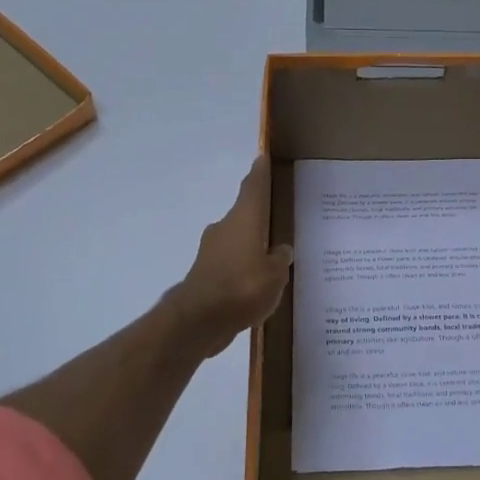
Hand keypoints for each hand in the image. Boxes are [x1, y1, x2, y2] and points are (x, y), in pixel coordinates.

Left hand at [170, 156, 293, 357]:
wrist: (198, 321)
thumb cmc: (242, 288)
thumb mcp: (274, 275)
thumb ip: (279, 259)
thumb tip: (281, 249)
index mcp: (244, 220)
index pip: (253, 188)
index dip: (259, 173)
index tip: (262, 158)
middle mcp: (225, 228)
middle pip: (245, 214)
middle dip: (260, 216)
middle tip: (279, 219)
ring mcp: (211, 252)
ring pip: (237, 240)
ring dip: (251, 245)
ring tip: (272, 257)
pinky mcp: (205, 274)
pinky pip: (230, 263)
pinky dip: (242, 268)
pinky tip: (255, 283)